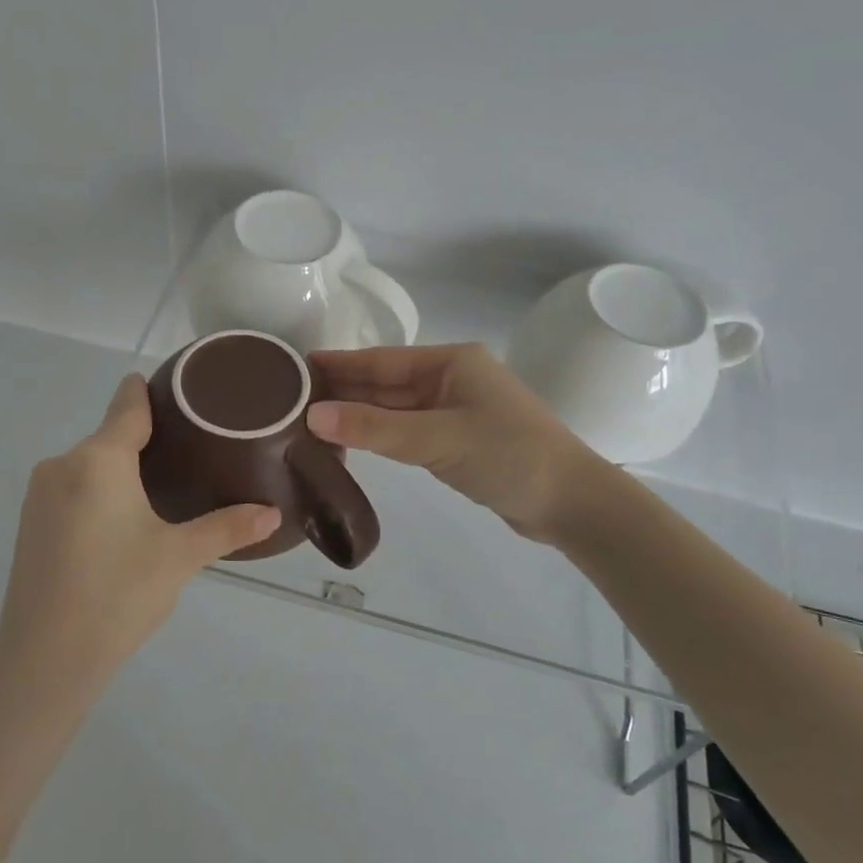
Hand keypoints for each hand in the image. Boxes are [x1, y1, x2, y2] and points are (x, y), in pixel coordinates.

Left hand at [0, 374, 280, 707]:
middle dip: (146, 441)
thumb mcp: (179, 558)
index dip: (151, 391)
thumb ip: (227, 527)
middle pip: (111, 436)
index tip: (179, 387)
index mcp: (98, 460)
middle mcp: (62, 464)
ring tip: (165, 488)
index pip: (128, 405)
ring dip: (122, 470)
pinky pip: (73, 489)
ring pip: (91, 465)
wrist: (43, 661)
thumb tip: (273, 513)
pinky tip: (124, 522)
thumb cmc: (117, 595)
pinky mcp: (30, 524)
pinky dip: (100, 492)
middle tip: (192, 452)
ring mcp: (39, 495)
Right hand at [307, 343, 598, 541]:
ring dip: (359, 415)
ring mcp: (456, 411)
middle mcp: (451, 379)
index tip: (296, 366)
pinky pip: (408, 432)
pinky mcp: (458, 441)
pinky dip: (380, 435)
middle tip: (291, 398)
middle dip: (343, 389)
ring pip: (395, 409)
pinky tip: (352, 441)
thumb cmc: (508, 455)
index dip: (339, 364)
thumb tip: (313, 416)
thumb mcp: (437, 438)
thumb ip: (375, 429)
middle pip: (386, 382)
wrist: (570, 502)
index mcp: (451, 362)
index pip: (382, 360)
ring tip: (310, 420)